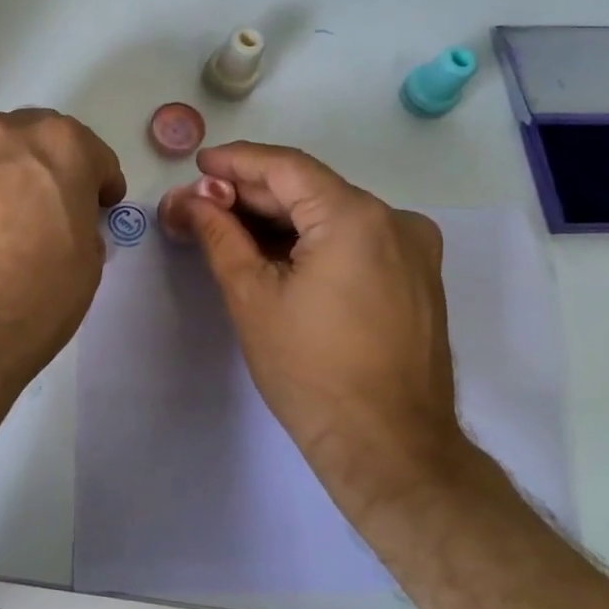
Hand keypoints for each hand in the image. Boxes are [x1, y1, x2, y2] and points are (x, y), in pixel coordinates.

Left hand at [0, 109, 125, 399]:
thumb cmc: (33, 296)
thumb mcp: (87, 264)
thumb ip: (81, 224)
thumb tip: (62, 223)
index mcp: (60, 145)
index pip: (93, 155)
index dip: (100, 185)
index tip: (98, 210)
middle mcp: (4, 133)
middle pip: (37, 141)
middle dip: (50, 169)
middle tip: (52, 211)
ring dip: (6, 178)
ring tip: (3, 225)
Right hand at [185, 142, 465, 516]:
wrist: (389, 447)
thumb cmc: (311, 371)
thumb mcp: (252, 297)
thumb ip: (219, 236)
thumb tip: (190, 200)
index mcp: (355, 217)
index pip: (286, 168)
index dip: (237, 162)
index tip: (199, 165)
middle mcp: (394, 220)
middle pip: (311, 190)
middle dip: (253, 196)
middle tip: (202, 205)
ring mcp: (414, 249)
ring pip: (334, 216)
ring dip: (281, 220)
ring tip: (230, 231)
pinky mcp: (418, 277)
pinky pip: (357, 241)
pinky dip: (314, 241)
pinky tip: (277, 256)